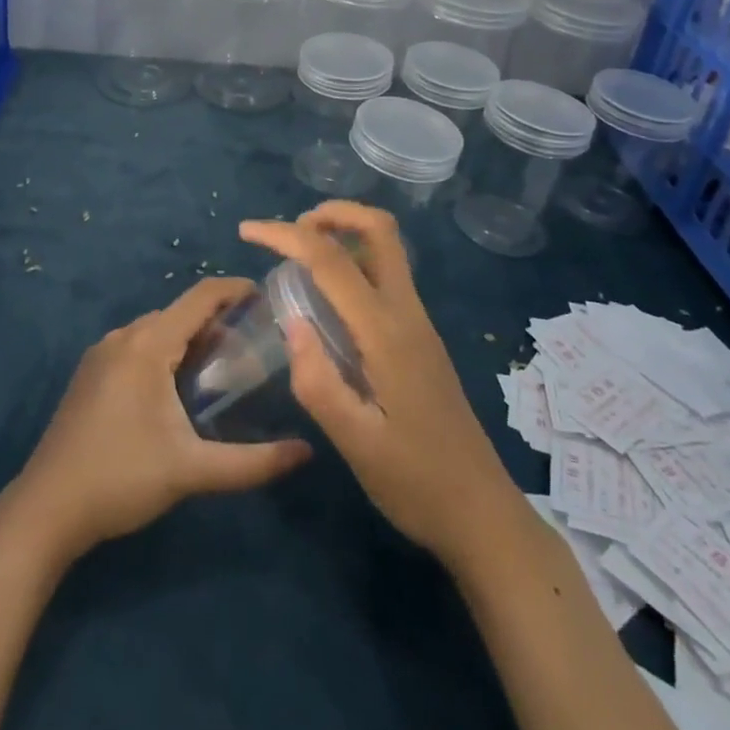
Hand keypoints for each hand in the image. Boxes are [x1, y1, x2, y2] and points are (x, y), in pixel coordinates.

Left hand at [7, 277, 310, 562]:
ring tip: (222, 365)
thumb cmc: (121, 479)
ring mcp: (100, 354)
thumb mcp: (191, 471)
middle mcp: (123, 337)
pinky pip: (135, 346)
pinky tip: (177, 387)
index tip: (266, 296)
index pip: (199, 297)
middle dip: (216, 320)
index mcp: (147, 344)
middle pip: (178, 312)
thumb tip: (306, 452)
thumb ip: (252, 462)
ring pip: (155, 329)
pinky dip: (163, 351)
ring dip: (188, 337)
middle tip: (252, 343)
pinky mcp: (89, 374)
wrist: (46, 509)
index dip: (234, 290)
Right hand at [239, 202, 514, 563]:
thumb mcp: (356, 444)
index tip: (246, 231)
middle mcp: (407, 313)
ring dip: (344, 234)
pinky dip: (353, 261)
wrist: (482, 516)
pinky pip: (386, 275)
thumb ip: (318, 382)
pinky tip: (327, 300)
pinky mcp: (420, 337)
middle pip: (380, 229)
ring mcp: (419, 323)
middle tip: (290, 234)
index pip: (332, 260)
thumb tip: (291, 322)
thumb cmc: (416, 484)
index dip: (285, 235)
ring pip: (386, 249)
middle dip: (332, 213)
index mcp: (387, 333)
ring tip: (300, 258)